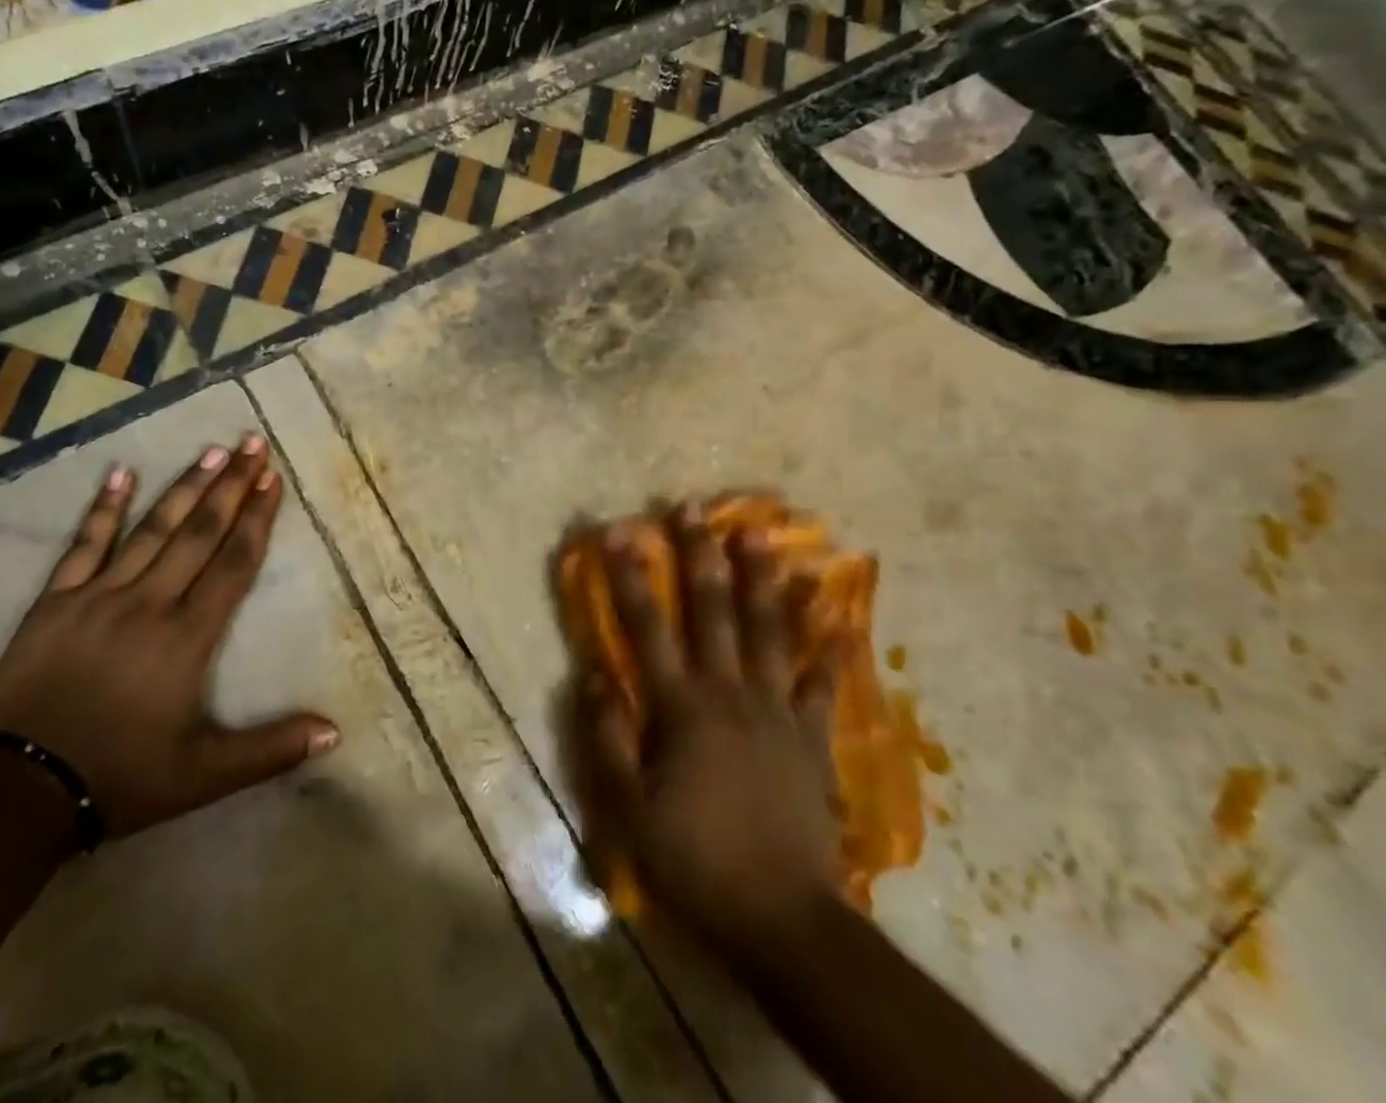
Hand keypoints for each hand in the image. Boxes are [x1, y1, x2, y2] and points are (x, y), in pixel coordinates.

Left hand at [0, 435, 337, 836]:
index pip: (233, 564)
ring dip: (184, 487)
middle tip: (253, 444)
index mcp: (187, 637)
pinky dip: (103, 507)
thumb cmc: (122, 777)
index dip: (257, 519)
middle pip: (199, 533)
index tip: (272, 479)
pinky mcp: (56, 601)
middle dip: (231, 486)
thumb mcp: (205, 776)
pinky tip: (120, 472)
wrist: (20, 791)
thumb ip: (271, 749)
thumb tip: (335, 731)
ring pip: (151, 529)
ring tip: (212, 451)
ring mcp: (99, 596)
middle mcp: (149, 603)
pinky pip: (84, 544)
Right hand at [576, 505, 841, 950]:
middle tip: (694, 507)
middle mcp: (729, 692)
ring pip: (769, 630)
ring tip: (760, 532)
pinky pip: (820, 680)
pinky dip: (827, 644)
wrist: (784, 918)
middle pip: (713, 611)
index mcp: (681, 707)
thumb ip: (607, 735)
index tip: (618, 532)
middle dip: (699, 555)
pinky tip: (835, 610)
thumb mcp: (628, 809)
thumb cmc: (695, 860)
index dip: (630, 577)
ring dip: (761, 577)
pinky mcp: (810, 735)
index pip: (647, 627)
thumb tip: (590, 672)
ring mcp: (776, 710)